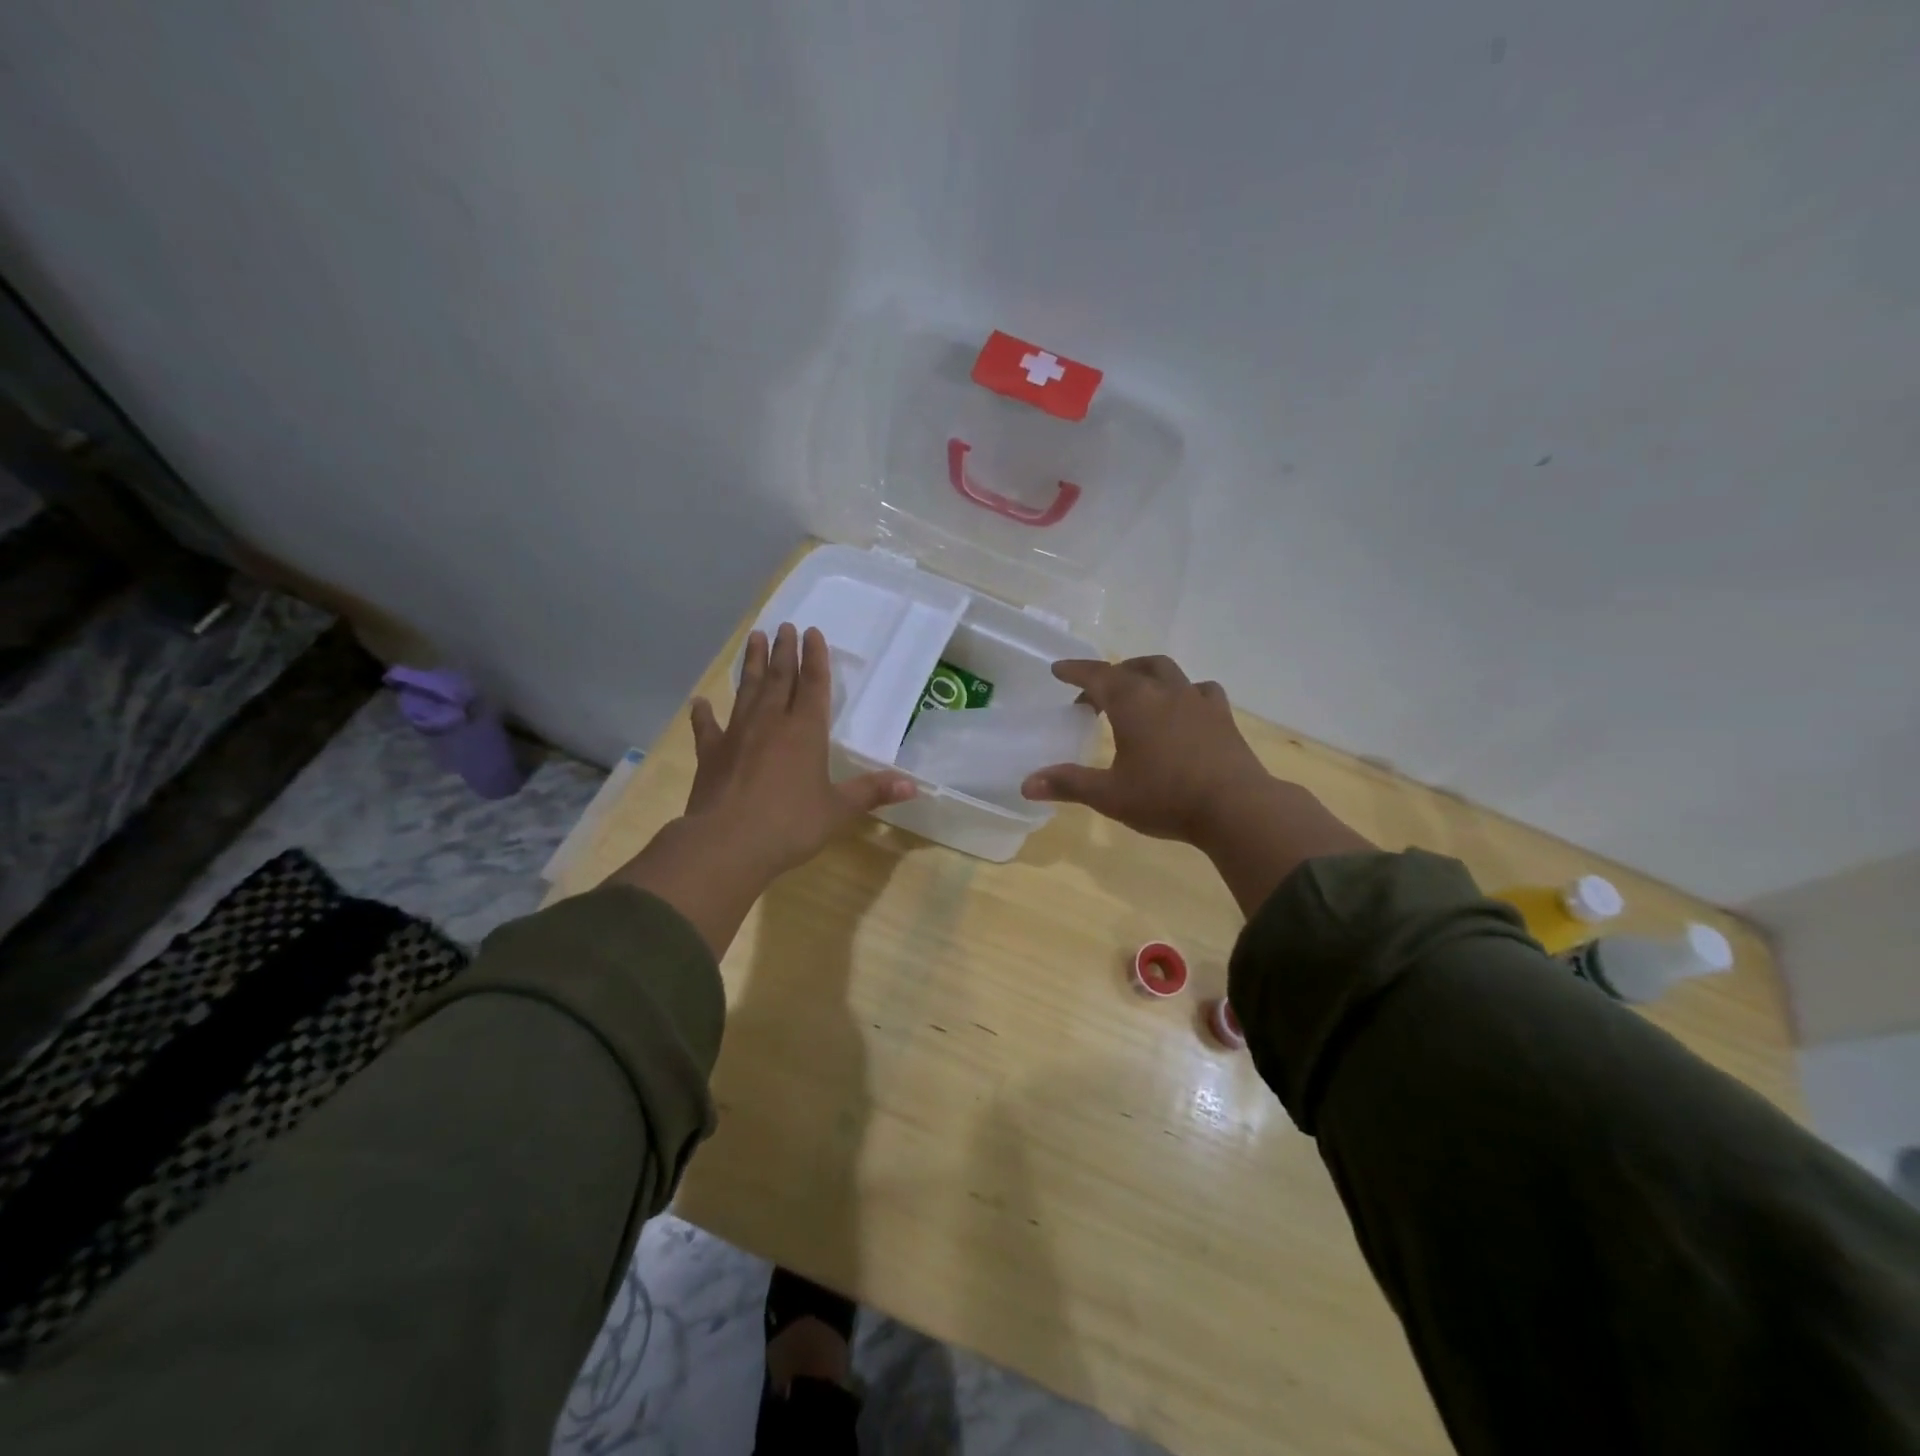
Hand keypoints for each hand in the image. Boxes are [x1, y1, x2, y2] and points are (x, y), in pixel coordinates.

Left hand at [611, 623, 913, 956]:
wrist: (727, 843)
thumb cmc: (790, 825)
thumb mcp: (838, 810)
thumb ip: (872, 792)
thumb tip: (914, 785)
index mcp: (805, 732)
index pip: (814, 685)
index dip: (815, 658)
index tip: (812, 632)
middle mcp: (771, 723)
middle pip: (779, 678)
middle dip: (783, 651)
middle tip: (783, 626)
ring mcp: (737, 735)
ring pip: (747, 691)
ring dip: (751, 665)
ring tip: (754, 639)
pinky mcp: (711, 753)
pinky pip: (707, 727)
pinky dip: (703, 714)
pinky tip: (700, 703)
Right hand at [1020, 655, 1270, 843]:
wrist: (1236, 808)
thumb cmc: (1165, 797)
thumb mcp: (1109, 795)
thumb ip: (1068, 784)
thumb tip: (1026, 784)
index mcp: (1132, 703)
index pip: (1097, 676)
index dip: (1075, 671)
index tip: (1059, 669)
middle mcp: (1165, 692)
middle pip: (1134, 668)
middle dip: (1112, 675)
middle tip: (1097, 696)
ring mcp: (1198, 701)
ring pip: (1168, 672)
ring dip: (1147, 676)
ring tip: (1139, 694)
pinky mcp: (1223, 717)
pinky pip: (1201, 691)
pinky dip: (1185, 693)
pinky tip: (1184, 710)